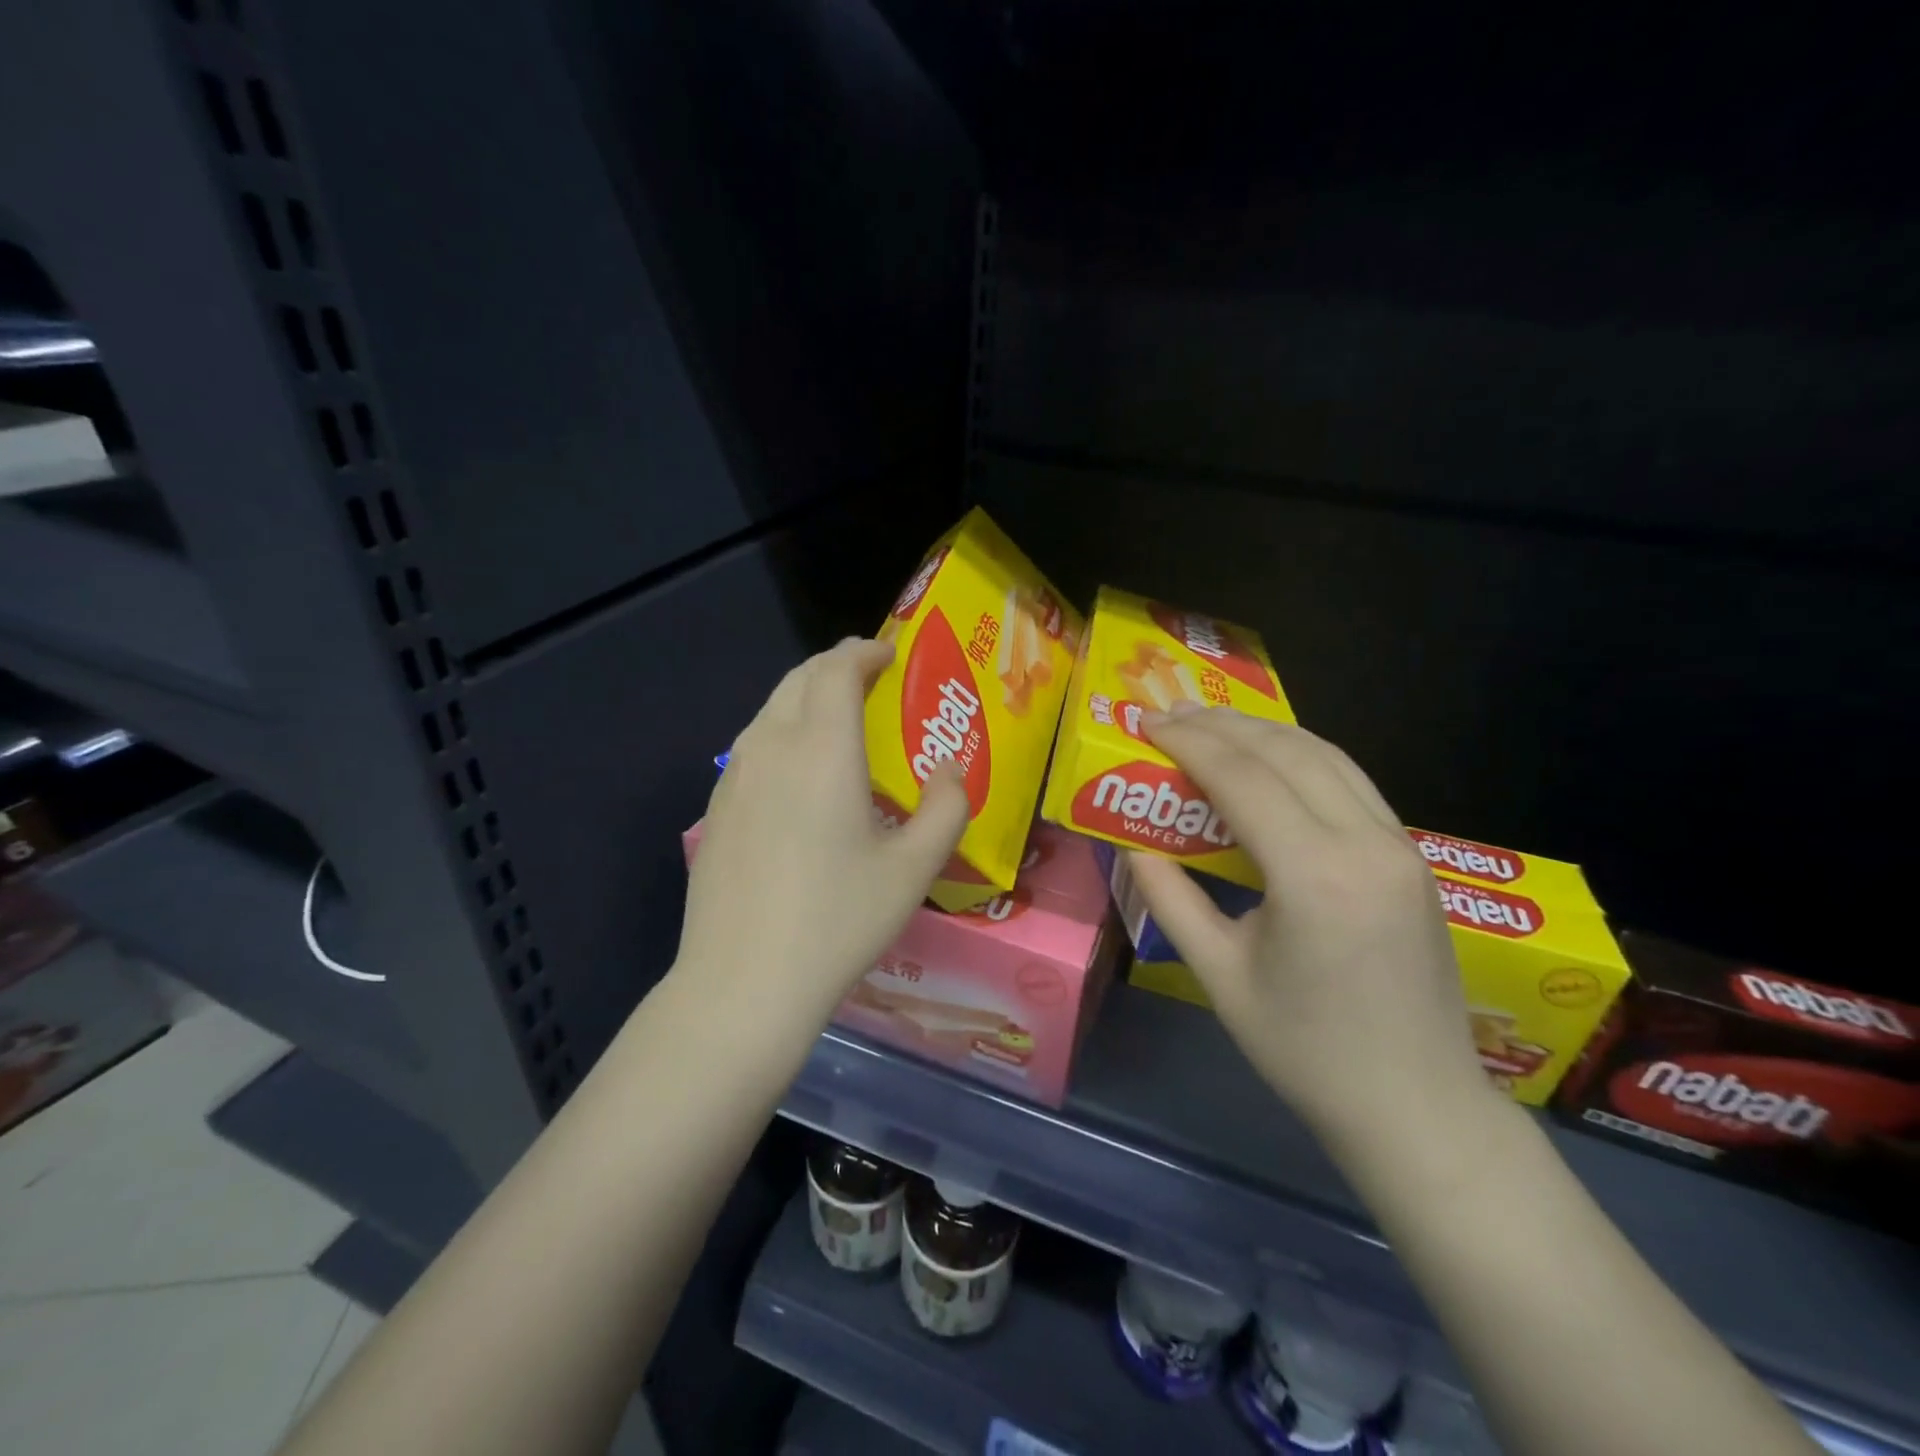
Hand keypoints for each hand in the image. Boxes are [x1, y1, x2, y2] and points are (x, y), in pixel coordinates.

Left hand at [676, 638, 969, 1022]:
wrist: (743, 983)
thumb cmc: (839, 921)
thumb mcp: (914, 869)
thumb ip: (946, 808)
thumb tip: (950, 770)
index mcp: (822, 750)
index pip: (837, 670)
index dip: (864, 651)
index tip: (890, 653)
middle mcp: (771, 747)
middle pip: (799, 679)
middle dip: (836, 666)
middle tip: (870, 679)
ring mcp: (735, 777)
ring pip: (770, 709)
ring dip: (806, 697)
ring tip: (838, 719)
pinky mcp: (716, 808)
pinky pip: (753, 745)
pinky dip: (782, 731)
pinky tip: (799, 772)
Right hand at [1126, 706, 1497, 1155]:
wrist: (1418, 1108)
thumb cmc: (1306, 1052)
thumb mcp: (1219, 976)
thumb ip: (1171, 900)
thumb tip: (1133, 848)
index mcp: (1315, 876)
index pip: (1243, 778)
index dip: (1189, 742)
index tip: (1147, 721)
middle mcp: (1366, 844)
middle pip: (1287, 751)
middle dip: (1222, 725)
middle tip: (1170, 714)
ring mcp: (1400, 847)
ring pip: (1327, 755)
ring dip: (1265, 731)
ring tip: (1213, 725)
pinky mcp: (1412, 858)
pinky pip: (1352, 782)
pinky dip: (1303, 756)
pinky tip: (1271, 760)